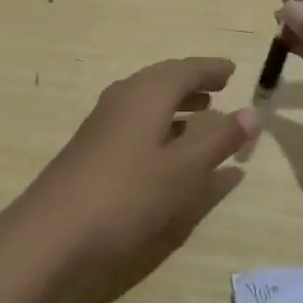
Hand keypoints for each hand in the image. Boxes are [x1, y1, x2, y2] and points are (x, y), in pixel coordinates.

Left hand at [3, 57, 258, 302]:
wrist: (51, 233)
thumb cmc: (127, 195)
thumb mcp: (183, 171)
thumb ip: (218, 140)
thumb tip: (251, 112)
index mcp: (148, 93)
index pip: (186, 69)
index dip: (211, 69)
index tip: (232, 70)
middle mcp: (124, 96)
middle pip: (163, 79)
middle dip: (192, 82)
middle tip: (218, 88)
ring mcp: (103, 121)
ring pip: (147, 100)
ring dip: (175, 103)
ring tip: (199, 113)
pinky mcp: (92, 145)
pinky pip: (134, 118)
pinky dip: (158, 122)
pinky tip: (165, 147)